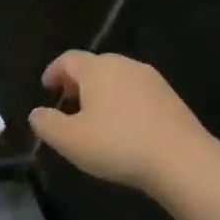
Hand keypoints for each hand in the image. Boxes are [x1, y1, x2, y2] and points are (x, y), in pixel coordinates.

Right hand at [28, 50, 212, 195]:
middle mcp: (125, 65)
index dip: (53, 72)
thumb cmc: (117, 144)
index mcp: (97, 69)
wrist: (182, 160)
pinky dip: (122, 103)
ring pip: (117, 79)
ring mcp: (152, 80)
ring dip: (101, 93)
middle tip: (67, 104)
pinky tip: (122, 128)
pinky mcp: (171, 98)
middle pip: (94, 66)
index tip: (46, 88)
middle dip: (77, 82)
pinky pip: (136, 93)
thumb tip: (37, 113)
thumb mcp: (69, 140)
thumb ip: (46, 124)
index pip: (68, 59)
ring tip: (93, 119)